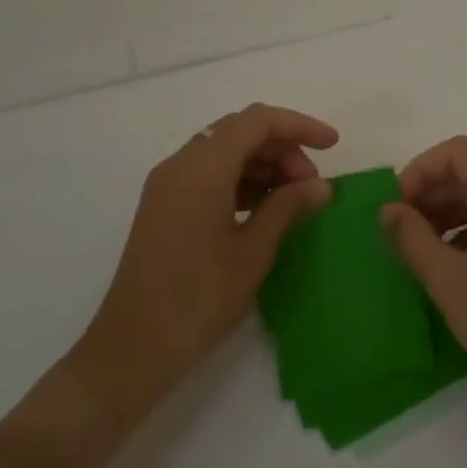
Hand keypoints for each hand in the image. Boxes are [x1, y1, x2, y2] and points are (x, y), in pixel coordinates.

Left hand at [72, 104, 336, 412]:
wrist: (134, 347)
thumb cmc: (200, 297)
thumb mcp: (254, 250)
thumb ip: (288, 207)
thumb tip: (321, 186)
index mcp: (203, 168)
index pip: (258, 121)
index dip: (300, 126)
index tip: (332, 146)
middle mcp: (181, 165)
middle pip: (240, 131)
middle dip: (283, 147)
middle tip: (311, 185)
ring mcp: (168, 184)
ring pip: (224, 151)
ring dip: (263, 164)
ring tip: (293, 199)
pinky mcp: (164, 205)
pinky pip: (208, 173)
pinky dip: (241, 179)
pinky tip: (263, 208)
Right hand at [380, 136, 466, 410]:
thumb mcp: (448, 279)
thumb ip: (412, 237)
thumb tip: (388, 209)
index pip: (459, 151)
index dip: (422, 168)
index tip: (398, 205)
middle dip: (431, 191)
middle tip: (401, 228)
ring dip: (447, 212)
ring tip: (419, 248)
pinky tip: (448, 266)